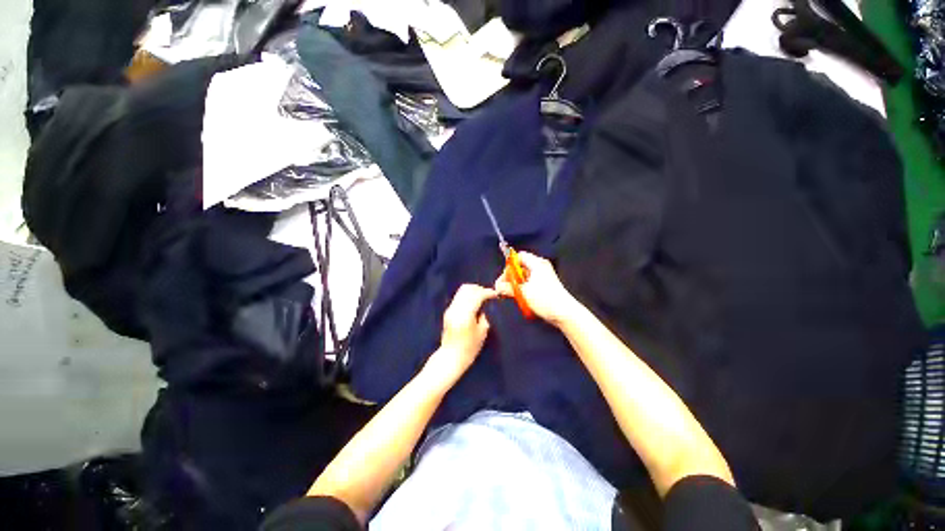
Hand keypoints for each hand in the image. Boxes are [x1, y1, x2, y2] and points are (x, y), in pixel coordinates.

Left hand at [424, 284, 496, 384]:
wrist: (451, 356)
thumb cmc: (470, 348)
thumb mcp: (482, 332)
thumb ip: (484, 315)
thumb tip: (485, 305)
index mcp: (465, 314)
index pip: (477, 295)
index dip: (488, 292)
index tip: (495, 294)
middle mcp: (456, 309)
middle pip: (467, 289)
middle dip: (479, 289)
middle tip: (488, 294)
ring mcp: (450, 309)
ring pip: (461, 291)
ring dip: (473, 291)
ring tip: (482, 297)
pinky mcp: (448, 311)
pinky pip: (459, 297)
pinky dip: (467, 296)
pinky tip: (474, 302)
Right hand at [494, 252, 577, 326]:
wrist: (564, 313)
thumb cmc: (544, 299)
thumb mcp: (523, 292)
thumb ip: (507, 287)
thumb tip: (497, 287)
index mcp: (536, 263)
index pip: (518, 256)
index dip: (509, 265)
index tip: (504, 278)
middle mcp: (540, 267)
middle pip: (520, 267)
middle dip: (511, 277)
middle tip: (504, 289)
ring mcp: (543, 277)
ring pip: (523, 277)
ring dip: (516, 285)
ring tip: (511, 295)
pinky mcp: (544, 286)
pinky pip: (529, 284)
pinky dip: (523, 290)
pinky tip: (520, 298)